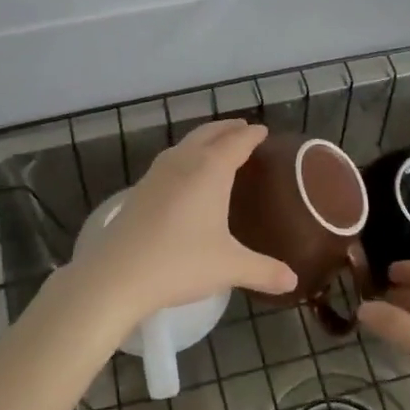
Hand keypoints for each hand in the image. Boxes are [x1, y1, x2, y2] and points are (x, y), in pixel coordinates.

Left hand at [64, 120, 297, 331]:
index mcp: (210, 169)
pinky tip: (184, 174)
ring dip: (204, 138)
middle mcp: (184, 162)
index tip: (263, 131)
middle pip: (209, 134)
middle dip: (228, 128)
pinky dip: (186, 155)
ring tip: (216, 145)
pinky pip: (170, 159)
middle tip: (243, 128)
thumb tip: (293, 280)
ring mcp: (157, 173)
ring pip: (186, 144)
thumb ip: (264, 271)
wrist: (116, 274)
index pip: (237, 142)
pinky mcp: (140, 189)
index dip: (252, 135)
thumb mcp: (229, 267)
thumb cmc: (180, 262)